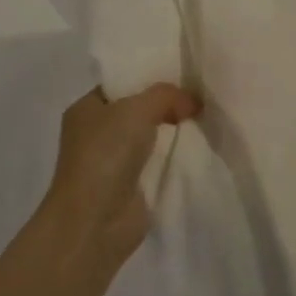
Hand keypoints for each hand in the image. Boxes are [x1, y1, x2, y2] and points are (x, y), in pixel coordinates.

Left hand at [34, 83, 200, 269]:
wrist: (95, 221)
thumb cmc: (106, 155)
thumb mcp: (137, 109)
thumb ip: (166, 95)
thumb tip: (192, 102)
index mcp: (87, 108)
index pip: (122, 83)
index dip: (151, 76)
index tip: (185, 73)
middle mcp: (97, 132)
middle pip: (140, 109)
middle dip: (169, 104)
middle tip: (203, 95)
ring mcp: (115, 161)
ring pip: (153, 136)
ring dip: (176, 131)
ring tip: (209, 117)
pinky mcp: (133, 185)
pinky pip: (161, 161)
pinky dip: (177, 157)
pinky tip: (202, 146)